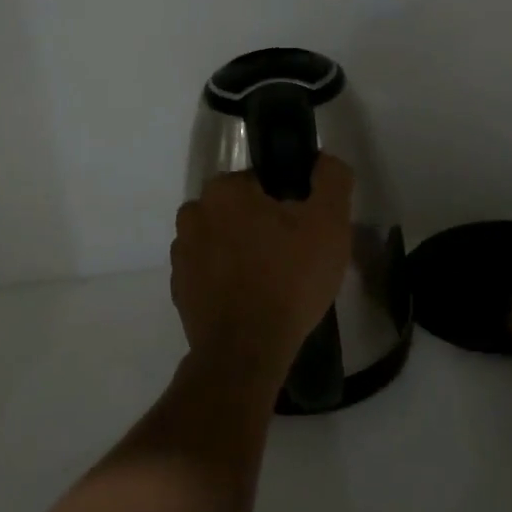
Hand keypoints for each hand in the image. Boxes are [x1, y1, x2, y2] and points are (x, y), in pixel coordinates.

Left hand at [170, 155, 354, 387]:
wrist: (246, 351)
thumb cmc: (289, 279)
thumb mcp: (329, 223)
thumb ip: (332, 179)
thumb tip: (323, 159)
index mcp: (224, 190)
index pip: (263, 183)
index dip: (288, 204)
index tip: (304, 231)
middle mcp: (194, 214)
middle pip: (240, 211)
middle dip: (264, 228)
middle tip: (294, 259)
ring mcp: (181, 254)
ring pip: (223, 241)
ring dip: (243, 254)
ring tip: (273, 284)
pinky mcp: (179, 290)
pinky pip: (210, 274)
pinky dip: (228, 282)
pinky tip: (252, 302)